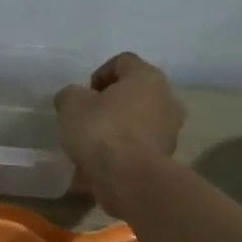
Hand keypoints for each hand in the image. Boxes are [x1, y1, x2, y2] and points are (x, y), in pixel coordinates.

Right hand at [54, 52, 184, 215]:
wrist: (129, 179)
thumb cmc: (102, 131)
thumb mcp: (71, 105)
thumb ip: (71, 95)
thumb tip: (74, 98)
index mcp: (147, 76)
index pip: (122, 61)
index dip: (98, 75)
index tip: (83, 95)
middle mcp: (167, 98)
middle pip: (134, 92)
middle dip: (111, 104)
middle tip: (87, 119)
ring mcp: (170, 130)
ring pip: (139, 121)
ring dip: (119, 128)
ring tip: (94, 146)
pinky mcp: (167, 157)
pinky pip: (140, 147)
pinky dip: (124, 151)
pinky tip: (104, 164)